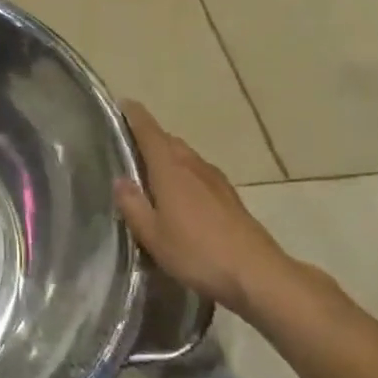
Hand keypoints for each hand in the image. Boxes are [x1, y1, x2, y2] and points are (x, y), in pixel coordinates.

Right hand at [113, 102, 311, 319]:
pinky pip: (200, 172)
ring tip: (152, 169)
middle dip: (151, 137)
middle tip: (130, 144)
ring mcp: (216, 181)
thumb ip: (133, 205)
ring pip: (187, 156)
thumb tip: (120, 180)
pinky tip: (181, 193)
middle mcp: (194, 167)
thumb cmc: (197, 253)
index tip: (124, 104)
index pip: (150, 133)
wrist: (257, 273)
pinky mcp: (230, 197)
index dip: (136, 116)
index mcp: (171, 171)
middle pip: (170, 141)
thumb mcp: (153, 236)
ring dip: (169, 155)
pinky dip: (185, 172)